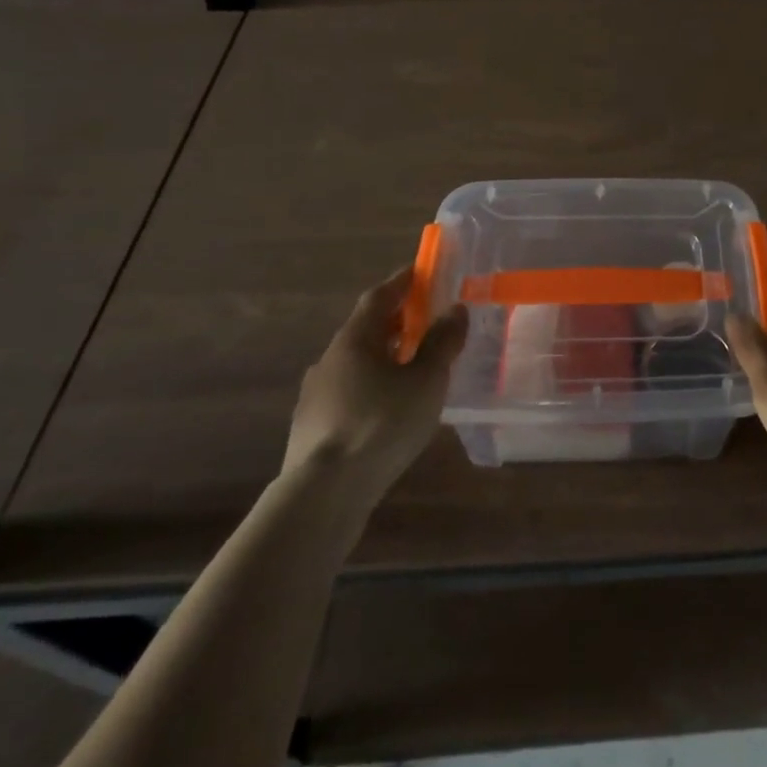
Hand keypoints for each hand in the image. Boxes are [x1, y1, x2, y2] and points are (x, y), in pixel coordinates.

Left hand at [283, 266, 467, 498]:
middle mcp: (330, 359)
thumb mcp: (426, 380)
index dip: (402, 282)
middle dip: (397, 321)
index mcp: (355, 339)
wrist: (322, 495)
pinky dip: (372, 389)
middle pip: (366, 329)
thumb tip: (455, 309)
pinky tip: (389, 410)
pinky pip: (349, 394)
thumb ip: (442, 343)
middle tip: (426, 320)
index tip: (421, 271)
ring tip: (412, 369)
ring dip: (384, 358)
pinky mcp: (311, 429)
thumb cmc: (381, 424)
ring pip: (356, 364)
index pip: (380, 296)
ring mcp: (315, 396)